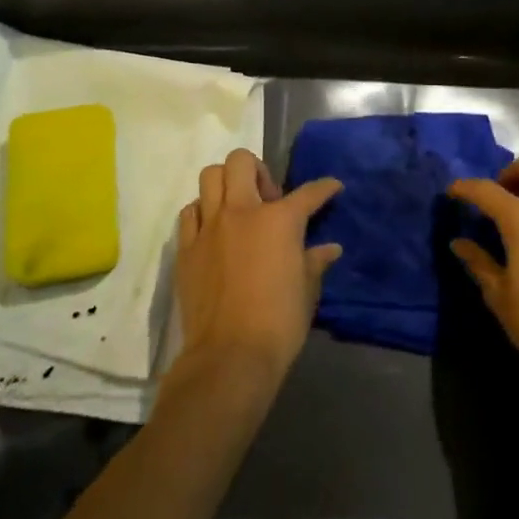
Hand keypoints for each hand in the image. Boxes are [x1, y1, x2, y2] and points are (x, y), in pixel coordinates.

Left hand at [171, 149, 342, 387]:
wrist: (229, 357)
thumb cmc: (278, 324)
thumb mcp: (307, 291)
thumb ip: (316, 262)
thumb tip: (330, 249)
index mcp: (279, 220)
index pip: (308, 193)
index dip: (325, 188)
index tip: (332, 187)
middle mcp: (241, 211)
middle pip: (241, 161)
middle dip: (257, 170)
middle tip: (267, 198)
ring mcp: (209, 227)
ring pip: (210, 177)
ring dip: (226, 184)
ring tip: (237, 207)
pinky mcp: (186, 248)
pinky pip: (190, 212)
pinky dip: (202, 212)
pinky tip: (213, 231)